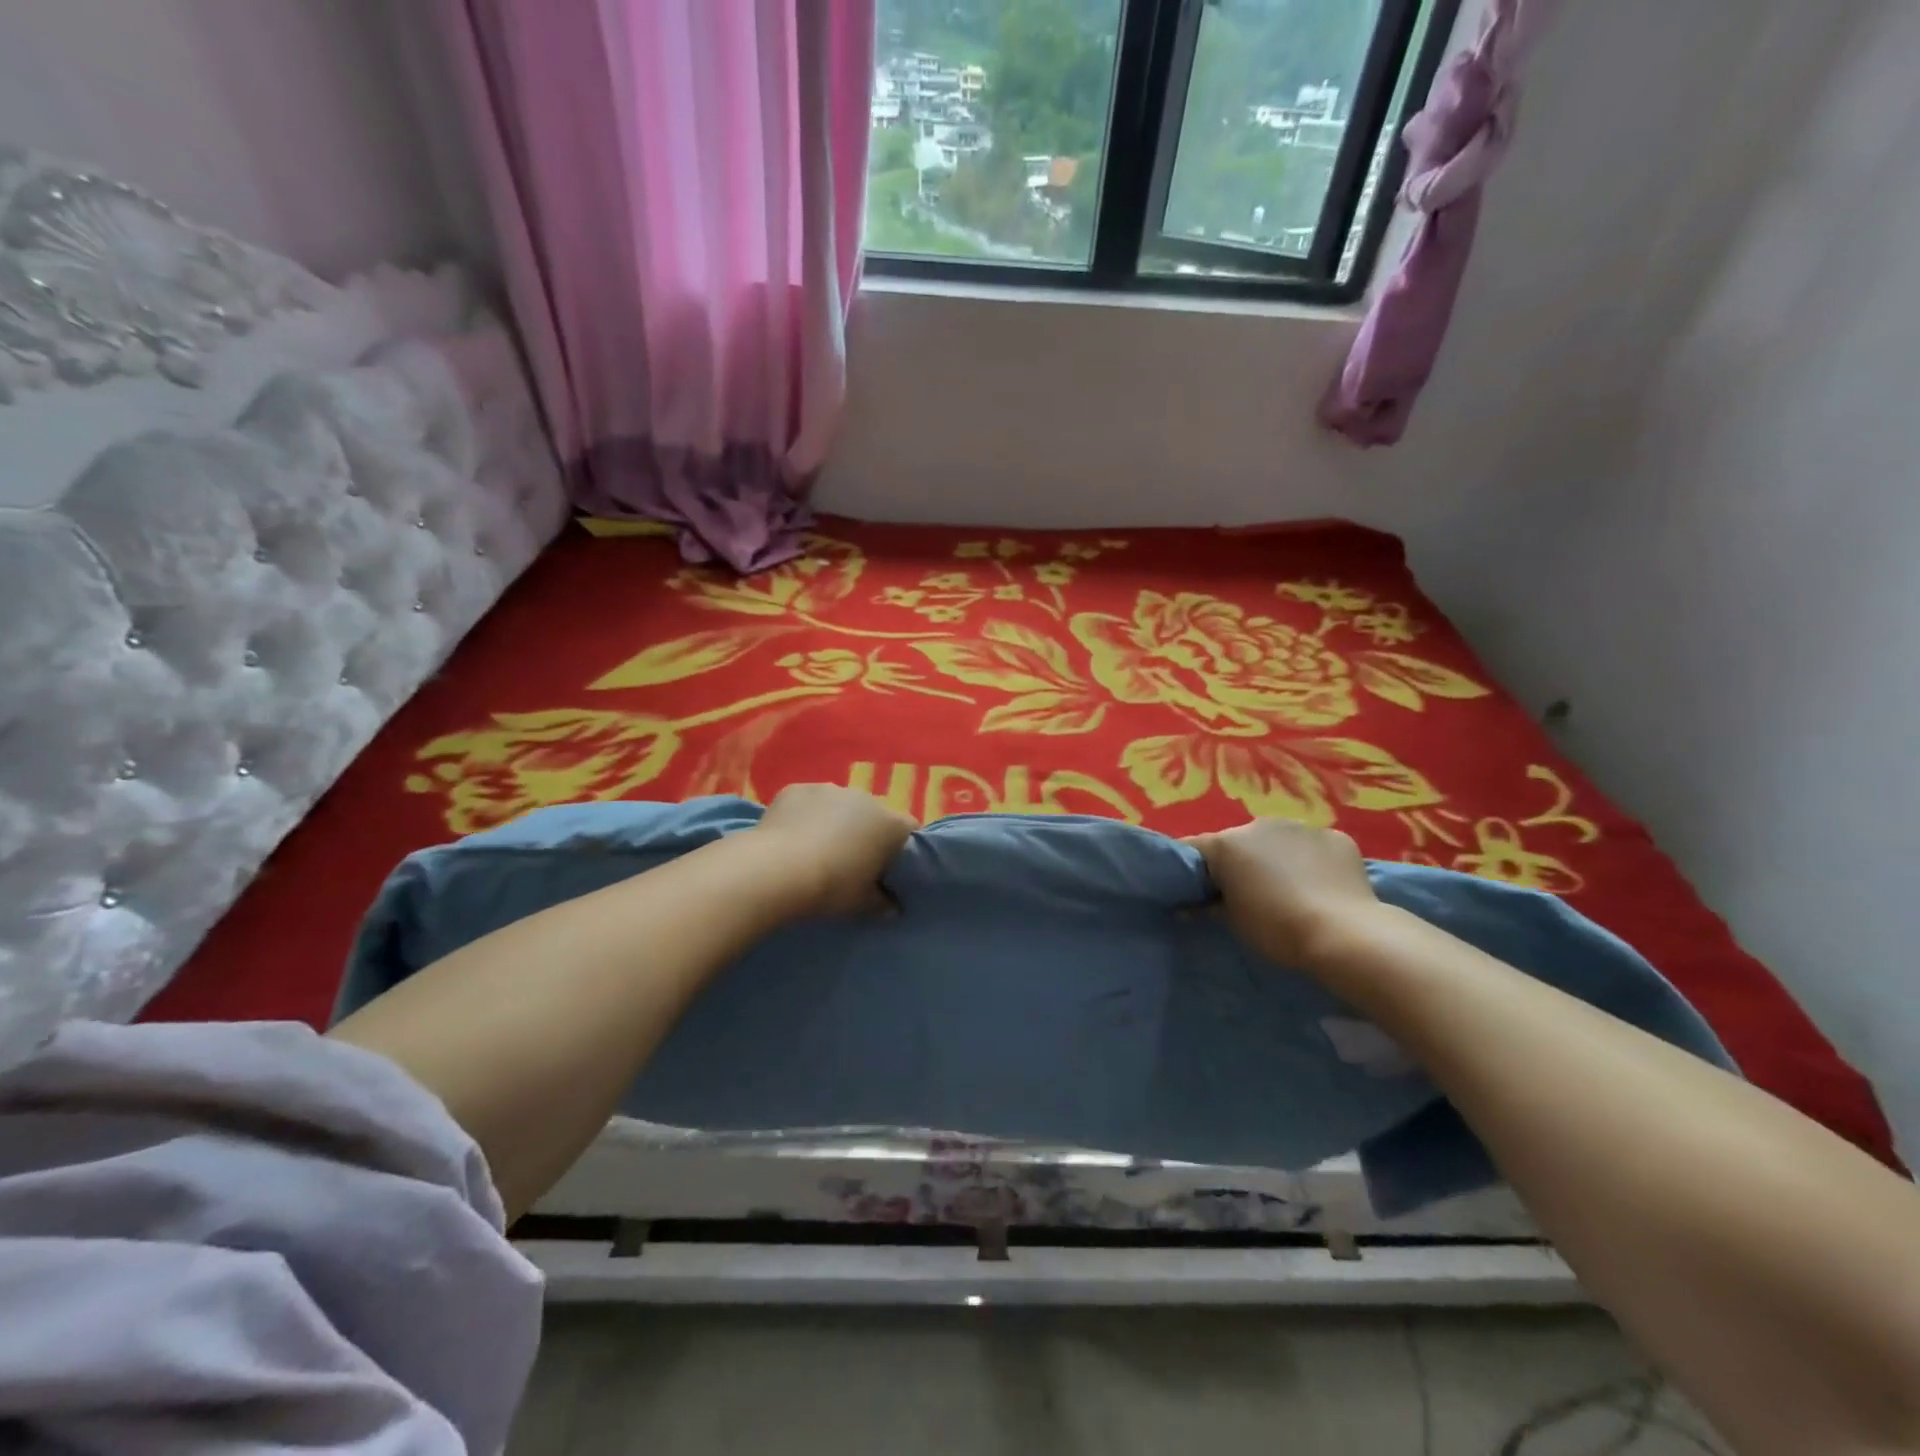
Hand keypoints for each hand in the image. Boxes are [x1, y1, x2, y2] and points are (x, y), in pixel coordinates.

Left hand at [751, 784, 916, 915]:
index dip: (902, 850)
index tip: (889, 870)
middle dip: (866, 834)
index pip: (910, 830)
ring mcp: (829, 789)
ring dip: (835, 822)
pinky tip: (792, 839)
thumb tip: (893, 908)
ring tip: (816, 850)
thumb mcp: (862, 904)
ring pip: (840, 805)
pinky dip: (805, 816)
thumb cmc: (831, 887)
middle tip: (851, 863)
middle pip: (873, 815)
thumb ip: (883, 904)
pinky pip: (808, 802)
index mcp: (890, 823)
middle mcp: (864, 798)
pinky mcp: (797, 788)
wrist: (776, 870)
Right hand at [1185, 818, 1381, 967]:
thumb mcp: (1232, 922)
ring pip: (1278, 841)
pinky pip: (1313, 847)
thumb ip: (1208, 906)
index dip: (1192, 871)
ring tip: (1289, 890)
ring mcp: (1300, 827)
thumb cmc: (1276, 928)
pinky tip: (1321, 886)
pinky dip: (1311, 861)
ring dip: (1276, 858)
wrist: (1344, 934)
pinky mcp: (1336, 837)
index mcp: (1226, 843)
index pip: (1194, 849)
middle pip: (1238, 842)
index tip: (1198, 892)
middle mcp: (1259, 825)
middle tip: (1247, 894)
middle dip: (1239, 863)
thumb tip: (1190, 907)